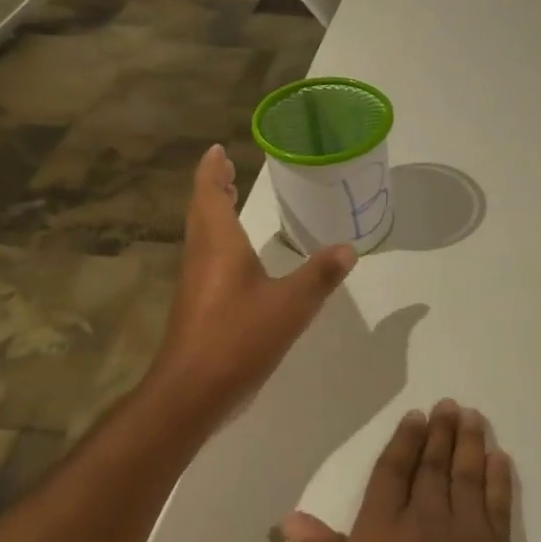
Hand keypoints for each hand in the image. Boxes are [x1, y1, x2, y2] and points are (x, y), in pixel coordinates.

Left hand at [147, 144, 354, 420]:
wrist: (192, 391)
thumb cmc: (238, 337)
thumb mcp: (291, 305)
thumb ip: (319, 275)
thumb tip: (348, 248)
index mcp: (219, 244)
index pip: (210, 193)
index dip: (213, 170)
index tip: (218, 150)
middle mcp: (201, 256)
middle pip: (202, 211)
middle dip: (214, 188)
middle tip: (228, 171)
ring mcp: (195, 282)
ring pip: (202, 235)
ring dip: (214, 213)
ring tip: (231, 202)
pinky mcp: (196, 306)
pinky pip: (206, 258)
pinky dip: (219, 242)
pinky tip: (238, 258)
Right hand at [282, 401, 540, 541]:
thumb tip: (294, 518)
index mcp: (381, 533)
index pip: (392, 473)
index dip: (403, 443)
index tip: (414, 418)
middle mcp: (426, 522)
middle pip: (433, 465)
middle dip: (439, 432)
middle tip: (447, 404)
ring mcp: (466, 536)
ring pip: (467, 474)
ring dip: (469, 442)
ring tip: (471, 416)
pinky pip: (499, 504)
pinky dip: (500, 478)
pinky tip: (500, 459)